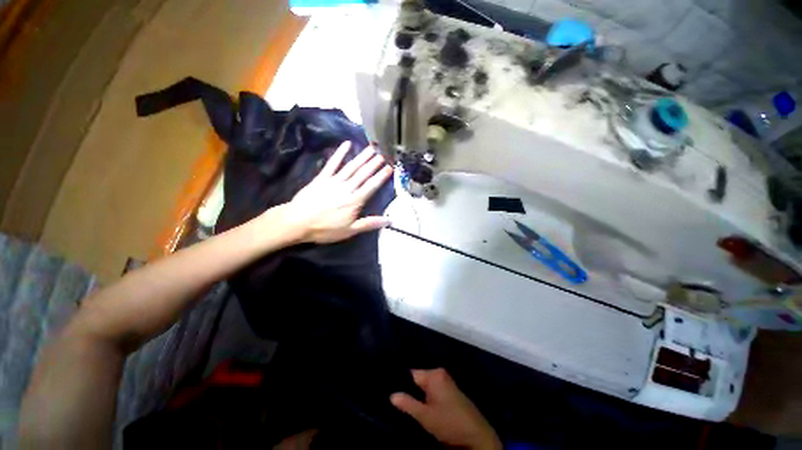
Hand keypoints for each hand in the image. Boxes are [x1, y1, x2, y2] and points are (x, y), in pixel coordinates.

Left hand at [283, 141, 393, 243]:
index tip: (389, 168)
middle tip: (383, 154)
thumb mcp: (350, 230)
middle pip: (363, 174)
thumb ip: (369, 223)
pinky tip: (346, 144)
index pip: (371, 186)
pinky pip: (332, 163)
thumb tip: (389, 220)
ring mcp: (334, 181)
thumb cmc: (325, 229)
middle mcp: (347, 188)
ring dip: (362, 157)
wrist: (298, 222)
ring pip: (351, 167)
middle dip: (374, 164)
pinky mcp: (322, 178)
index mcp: (355, 201)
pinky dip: (340, 153)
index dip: (381, 177)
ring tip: (371, 148)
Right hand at [391, 369, 501, 449]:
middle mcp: (440, 374)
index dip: (401, 384)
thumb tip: (391, 394)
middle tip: (397, 403)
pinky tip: (421, 407)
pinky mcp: (449, 391)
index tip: (390, 392)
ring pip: (425, 386)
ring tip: (406, 406)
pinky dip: (426, 397)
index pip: (411, 374)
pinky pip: (432, 390)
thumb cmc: (449, 422)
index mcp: (434, 375)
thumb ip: (407, 404)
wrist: (477, 435)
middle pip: (418, 380)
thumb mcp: (426, 416)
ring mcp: (446, 382)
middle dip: (409, 391)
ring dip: (418, 396)